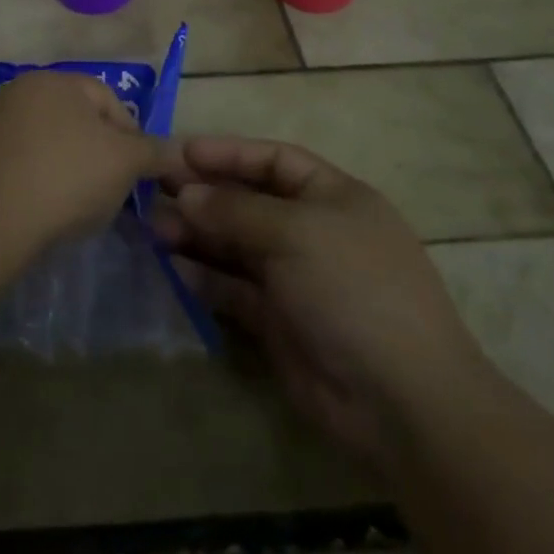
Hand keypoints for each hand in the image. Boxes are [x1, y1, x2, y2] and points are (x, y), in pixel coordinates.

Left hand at [0, 71, 173, 247]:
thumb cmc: (67, 175)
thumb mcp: (125, 162)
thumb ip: (154, 152)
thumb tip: (177, 151)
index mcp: (56, 80)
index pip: (108, 100)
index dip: (132, 137)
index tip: (138, 175)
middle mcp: (22, 92)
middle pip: (77, 122)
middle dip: (100, 155)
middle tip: (112, 192)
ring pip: (50, 146)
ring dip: (70, 171)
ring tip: (79, 208)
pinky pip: (23, 167)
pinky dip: (40, 184)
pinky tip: (46, 211)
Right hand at [152, 137, 489, 467]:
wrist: (400, 400)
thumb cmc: (353, 288)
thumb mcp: (296, 232)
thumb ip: (235, 210)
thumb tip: (185, 194)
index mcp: (333, 198)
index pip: (274, 160)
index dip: (229, 153)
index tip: (181, 152)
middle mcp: (312, 232)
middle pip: (249, 202)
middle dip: (204, 194)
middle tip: (153, 190)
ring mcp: (295, 279)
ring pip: (235, 245)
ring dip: (196, 234)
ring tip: (154, 228)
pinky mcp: (278, 321)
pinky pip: (233, 288)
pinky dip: (204, 276)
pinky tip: (173, 266)